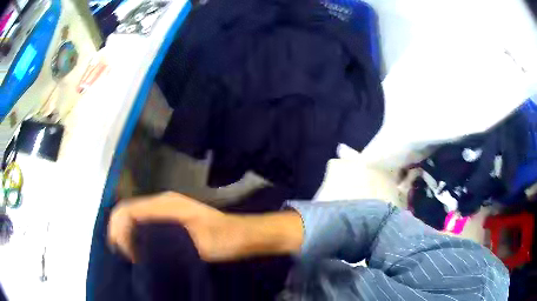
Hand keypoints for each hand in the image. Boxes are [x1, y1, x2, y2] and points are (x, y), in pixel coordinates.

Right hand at [108, 192, 242, 261]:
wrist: (241, 235)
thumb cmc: (224, 239)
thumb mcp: (196, 245)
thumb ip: (167, 243)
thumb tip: (139, 248)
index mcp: (166, 204)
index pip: (129, 210)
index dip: (119, 229)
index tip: (123, 253)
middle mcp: (163, 202)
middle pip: (128, 210)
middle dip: (118, 230)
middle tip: (122, 255)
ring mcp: (166, 208)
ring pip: (134, 215)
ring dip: (126, 232)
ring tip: (128, 254)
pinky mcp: (170, 217)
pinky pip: (144, 221)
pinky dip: (136, 233)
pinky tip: (139, 248)